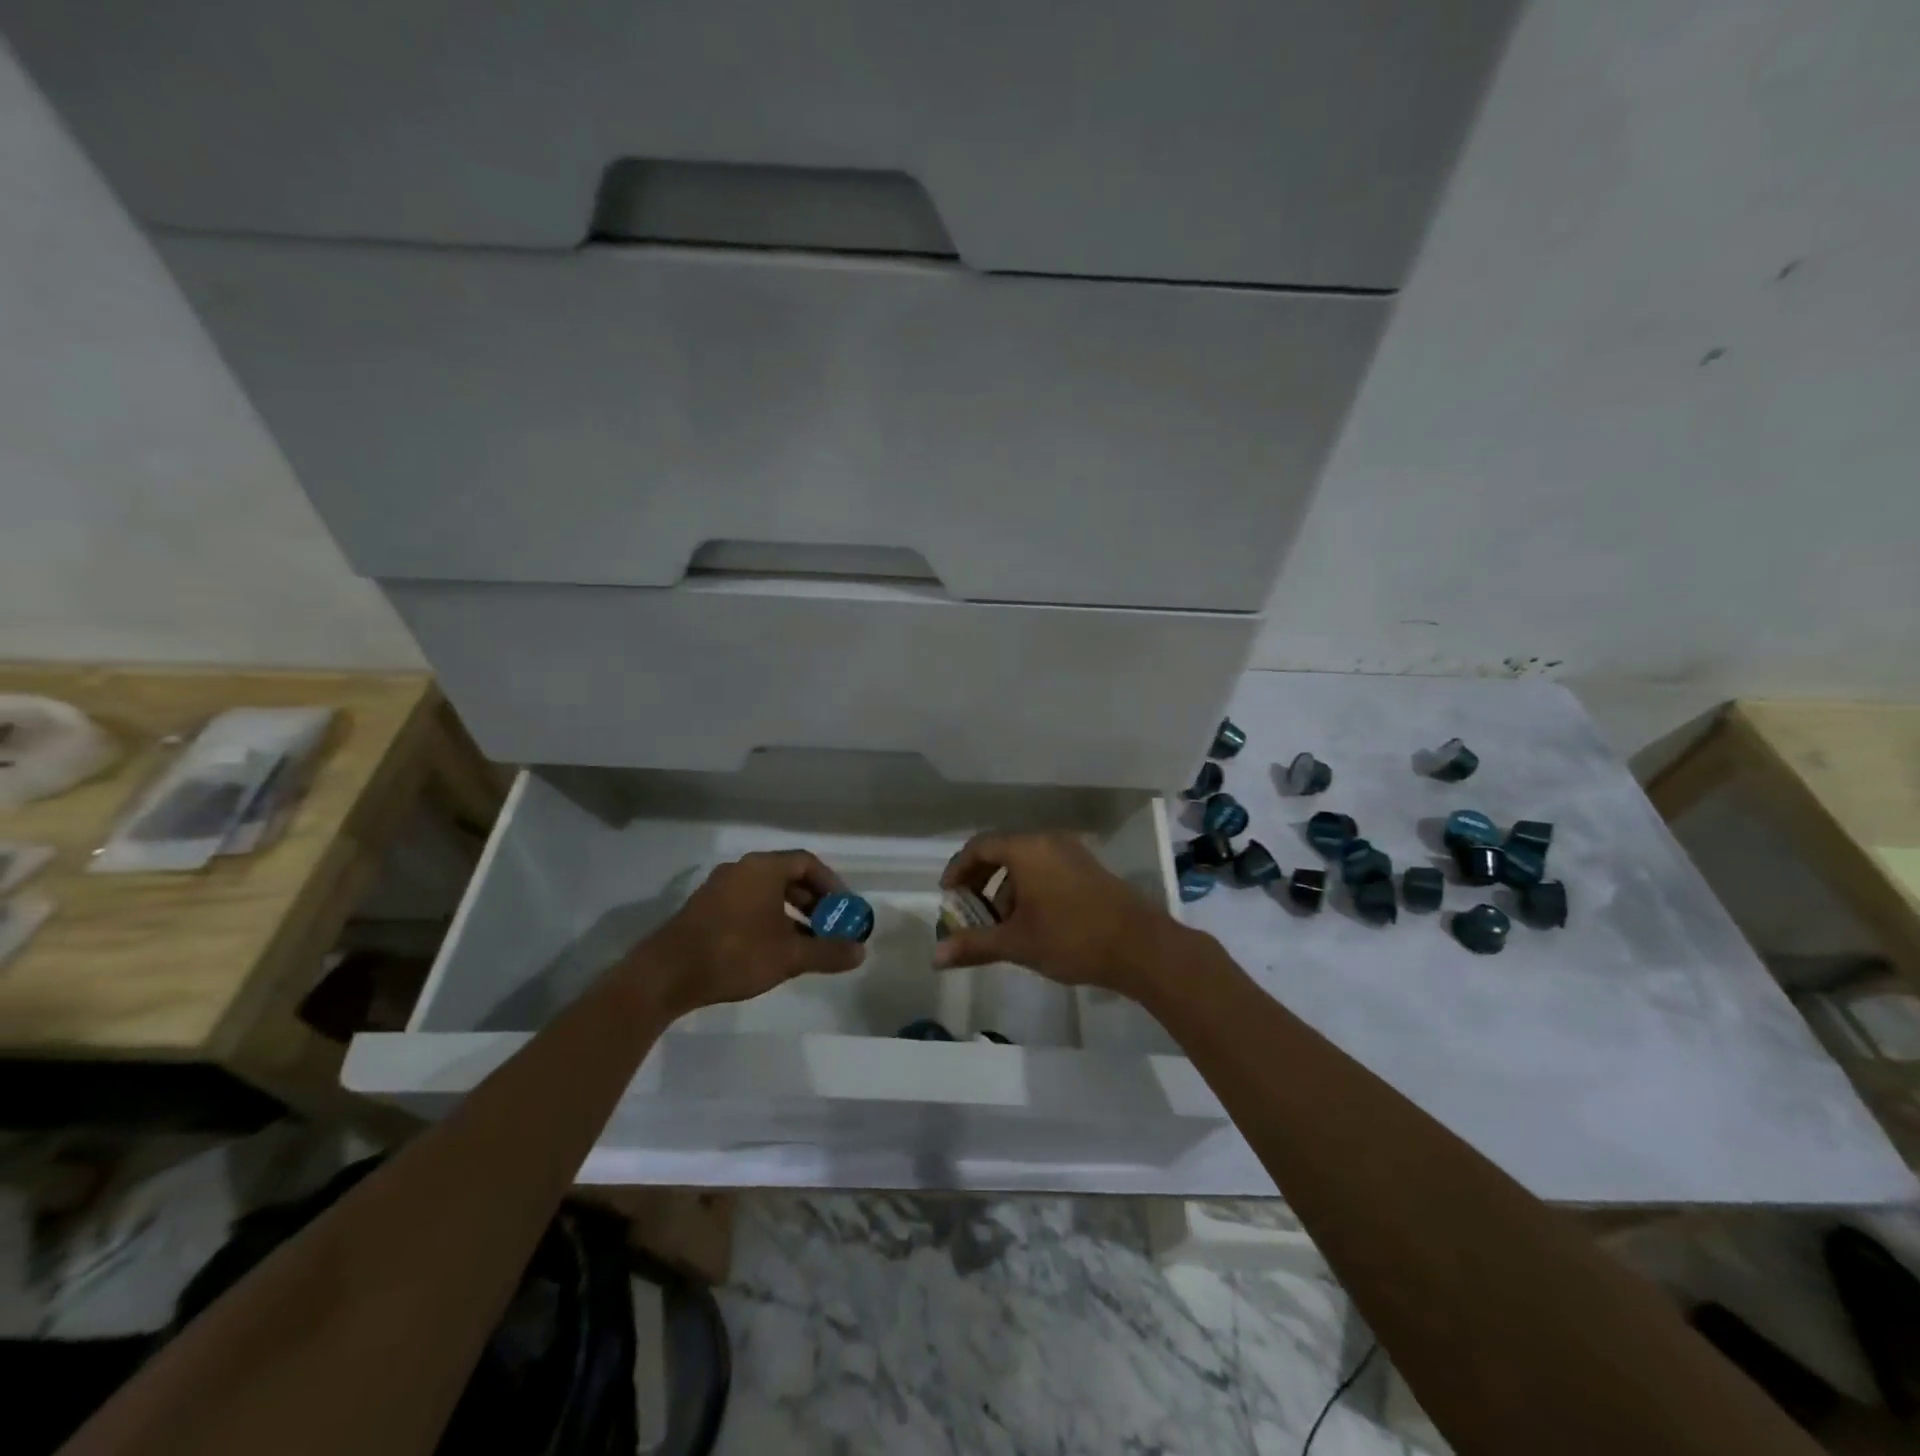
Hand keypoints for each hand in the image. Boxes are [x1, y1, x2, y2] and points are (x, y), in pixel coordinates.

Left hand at [630, 850, 864, 1019]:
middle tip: (829, 927)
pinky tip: (773, 950)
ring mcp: (719, 888)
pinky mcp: (704, 909)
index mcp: (763, 868)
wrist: (666, 974)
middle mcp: (741, 869)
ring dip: (792, 913)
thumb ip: (828, 951)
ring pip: (766, 892)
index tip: (844, 910)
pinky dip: (768, 919)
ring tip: (806, 943)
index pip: (808, 863)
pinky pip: (747, 904)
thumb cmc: (735, 953)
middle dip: (813, 902)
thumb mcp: (790, 956)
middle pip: (787, 876)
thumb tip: (860, 952)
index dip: (832, 885)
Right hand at [934, 832, 1175, 996]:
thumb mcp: (1017, 943)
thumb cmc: (1071, 938)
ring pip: (1026, 862)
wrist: (1140, 947)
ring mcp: (1072, 853)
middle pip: (1002, 851)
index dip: (958, 869)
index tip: (947, 895)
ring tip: (1000, 924)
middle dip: (981, 880)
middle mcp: (1048, 841)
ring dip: (1006, 888)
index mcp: (1027, 849)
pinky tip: (1031, 922)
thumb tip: (935, 956)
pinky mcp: (1089, 868)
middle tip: (968, 909)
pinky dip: (1029, 888)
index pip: (980, 846)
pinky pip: (1047, 869)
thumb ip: (974, 945)